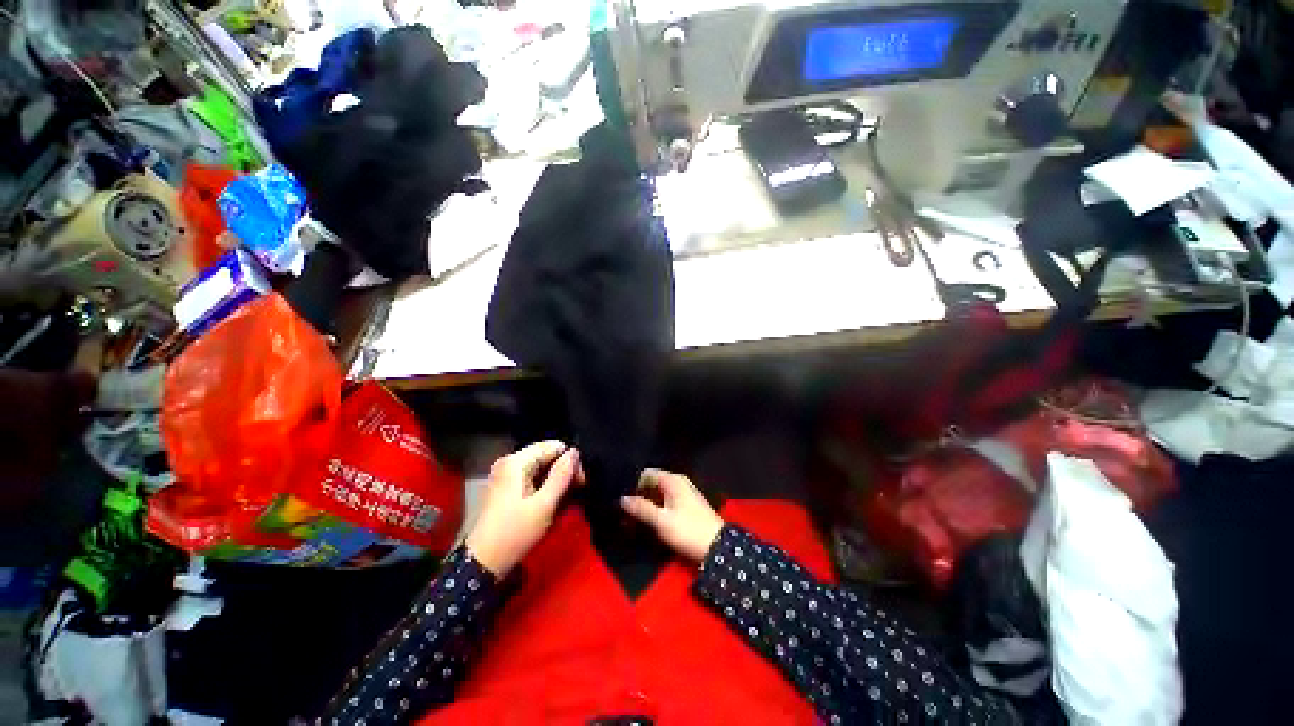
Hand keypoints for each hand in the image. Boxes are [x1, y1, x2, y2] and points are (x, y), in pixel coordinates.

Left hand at [466, 441, 580, 576]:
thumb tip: (575, 452)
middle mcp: (510, 463)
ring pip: (543, 469)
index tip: (580, 483)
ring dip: (556, 484)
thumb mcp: (544, 505)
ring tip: (564, 504)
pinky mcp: (508, 488)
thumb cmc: (515, 533)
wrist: (483, 564)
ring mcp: (507, 475)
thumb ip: (561, 476)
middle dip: (564, 473)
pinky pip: (534, 479)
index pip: (553, 446)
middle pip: (548, 456)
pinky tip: (552, 506)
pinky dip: (546, 490)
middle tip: (575, 494)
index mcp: (516, 462)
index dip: (570, 461)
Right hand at [620, 469, 723, 561]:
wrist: (717, 547)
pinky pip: (666, 499)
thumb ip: (642, 508)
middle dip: (638, 495)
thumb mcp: (662, 521)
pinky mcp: (686, 503)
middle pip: (652, 482)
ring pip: (658, 492)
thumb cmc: (688, 530)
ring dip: (647, 502)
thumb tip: (622, 499)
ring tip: (633, 517)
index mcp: (672, 480)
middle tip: (624, 510)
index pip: (646, 473)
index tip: (622, 499)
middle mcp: (678, 481)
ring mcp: (683, 491)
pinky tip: (648, 519)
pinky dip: (656, 506)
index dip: (633, 485)